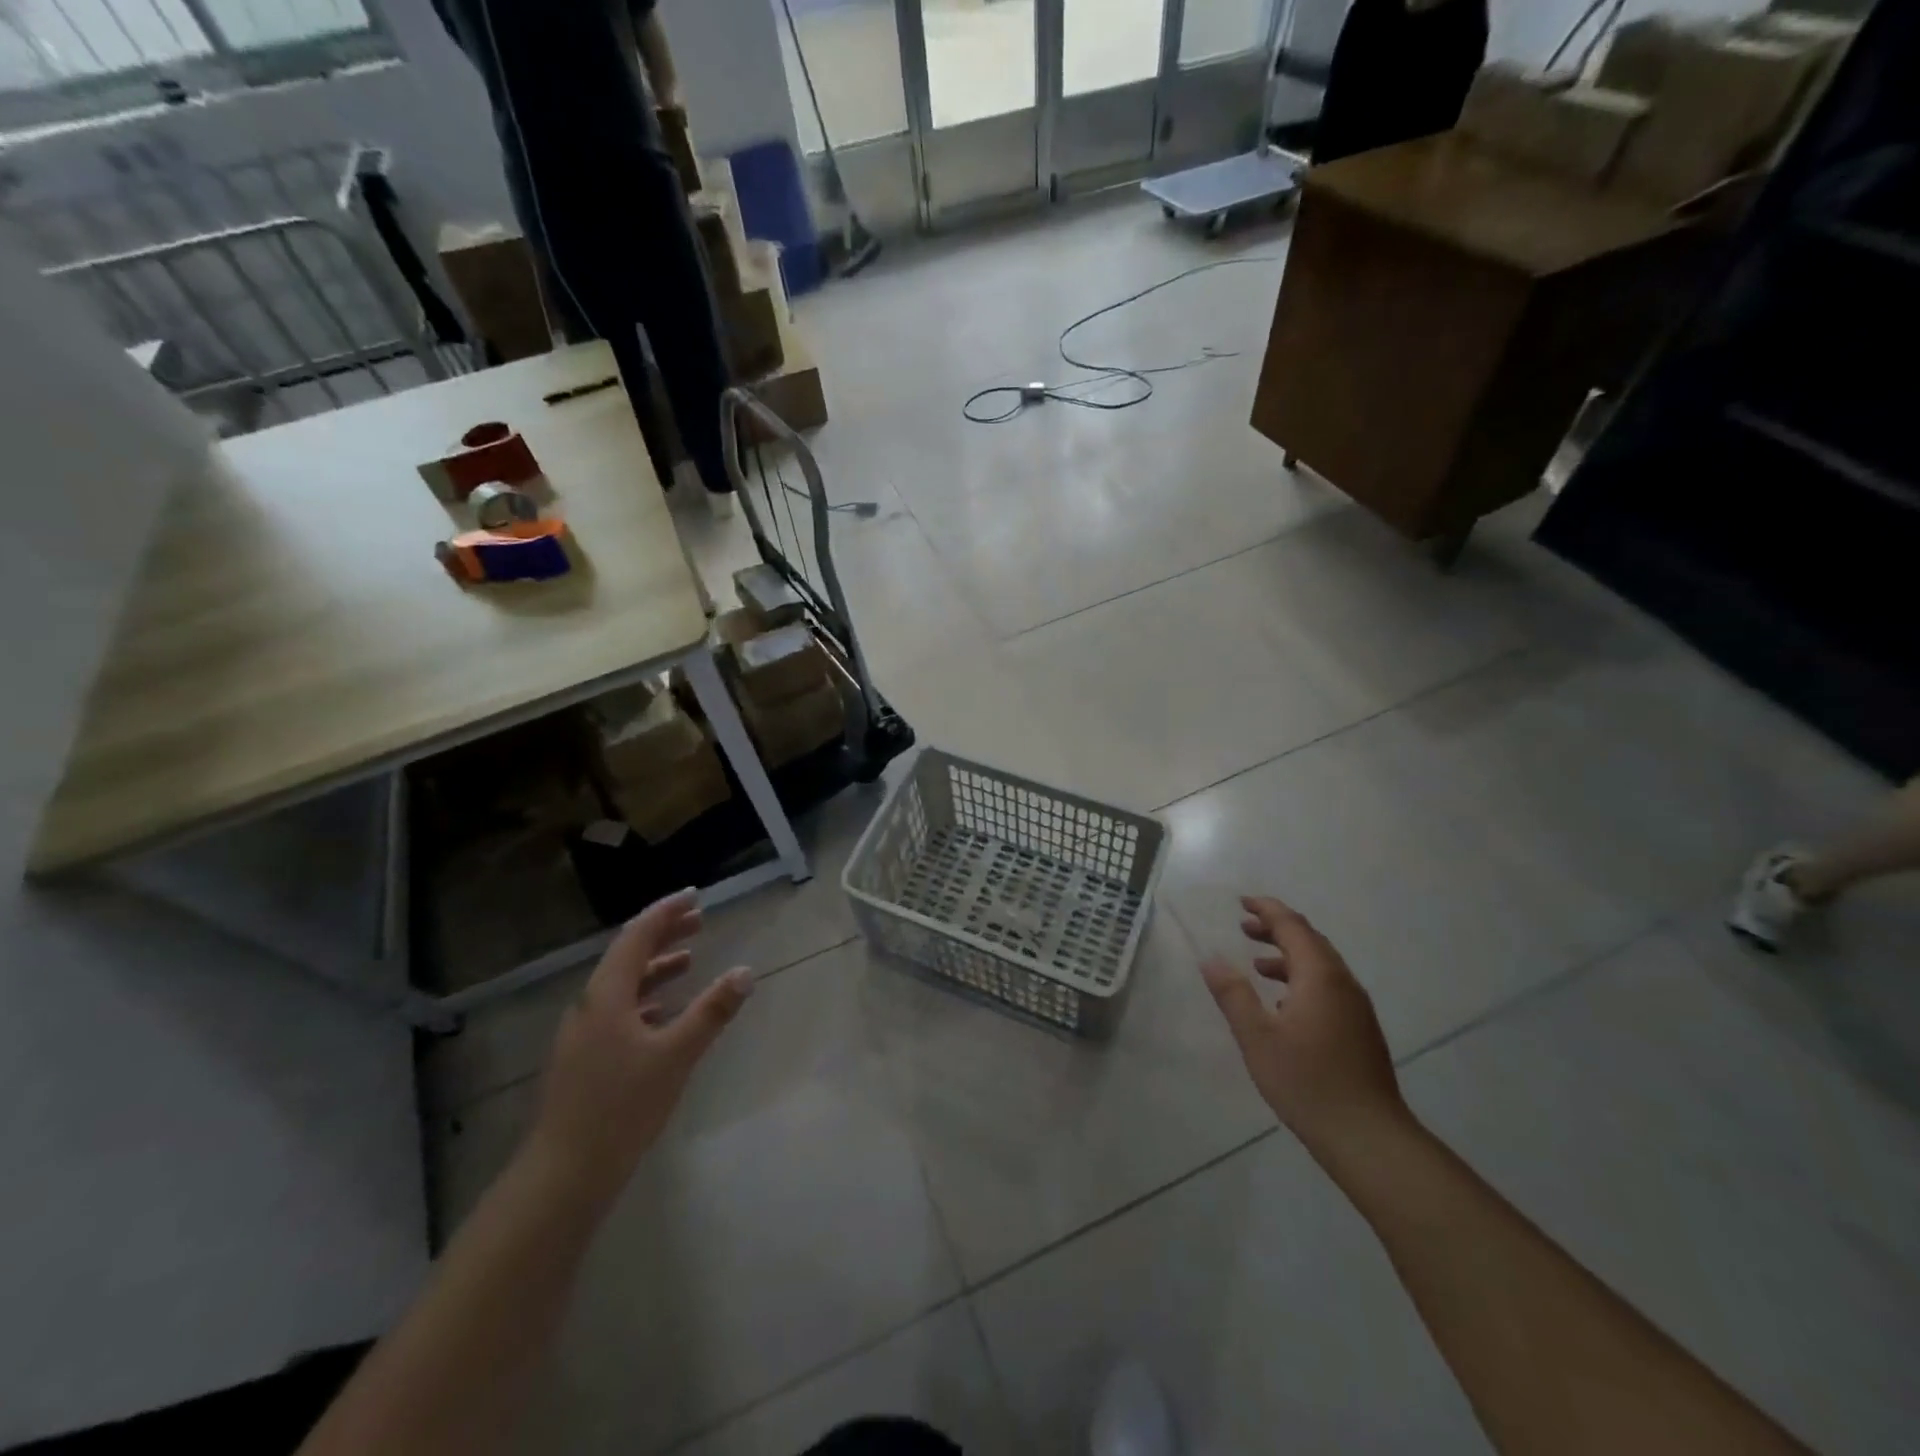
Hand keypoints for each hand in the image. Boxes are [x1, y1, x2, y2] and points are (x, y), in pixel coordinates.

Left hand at [529, 889, 750, 1200]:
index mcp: (606, 996)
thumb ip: (711, 1011)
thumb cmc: (622, 1107)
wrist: (564, 1173)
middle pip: (627, 956)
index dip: (666, 912)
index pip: (637, 937)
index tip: (695, 896)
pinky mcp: (585, 1058)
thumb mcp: (676, 1055)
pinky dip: (645, 998)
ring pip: (622, 985)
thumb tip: (746, 972)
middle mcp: (590, 1006)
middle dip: (663, 934)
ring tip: (689, 960)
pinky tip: (664, 1011)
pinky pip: (618, 1010)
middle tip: (699, 920)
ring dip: (655, 967)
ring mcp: (583, 1034)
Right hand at [1201, 896, 1406, 1154]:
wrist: (1369, 1137)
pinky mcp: (1360, 1029)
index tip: (1242, 902)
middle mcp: (1342, 983)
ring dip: (1288, 954)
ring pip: (1321, 965)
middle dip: (1276, 929)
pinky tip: (1282, 1004)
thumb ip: (1233, 994)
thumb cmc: (1307, 1082)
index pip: (1292, 926)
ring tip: (1257, 963)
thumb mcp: (1257, 1037)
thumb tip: (1211, 959)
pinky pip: (1328, 986)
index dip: (1266, 909)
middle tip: (1244, 927)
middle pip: (1310, 940)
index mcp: (1319, 976)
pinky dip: (1302, 978)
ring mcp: (1356, 1007)